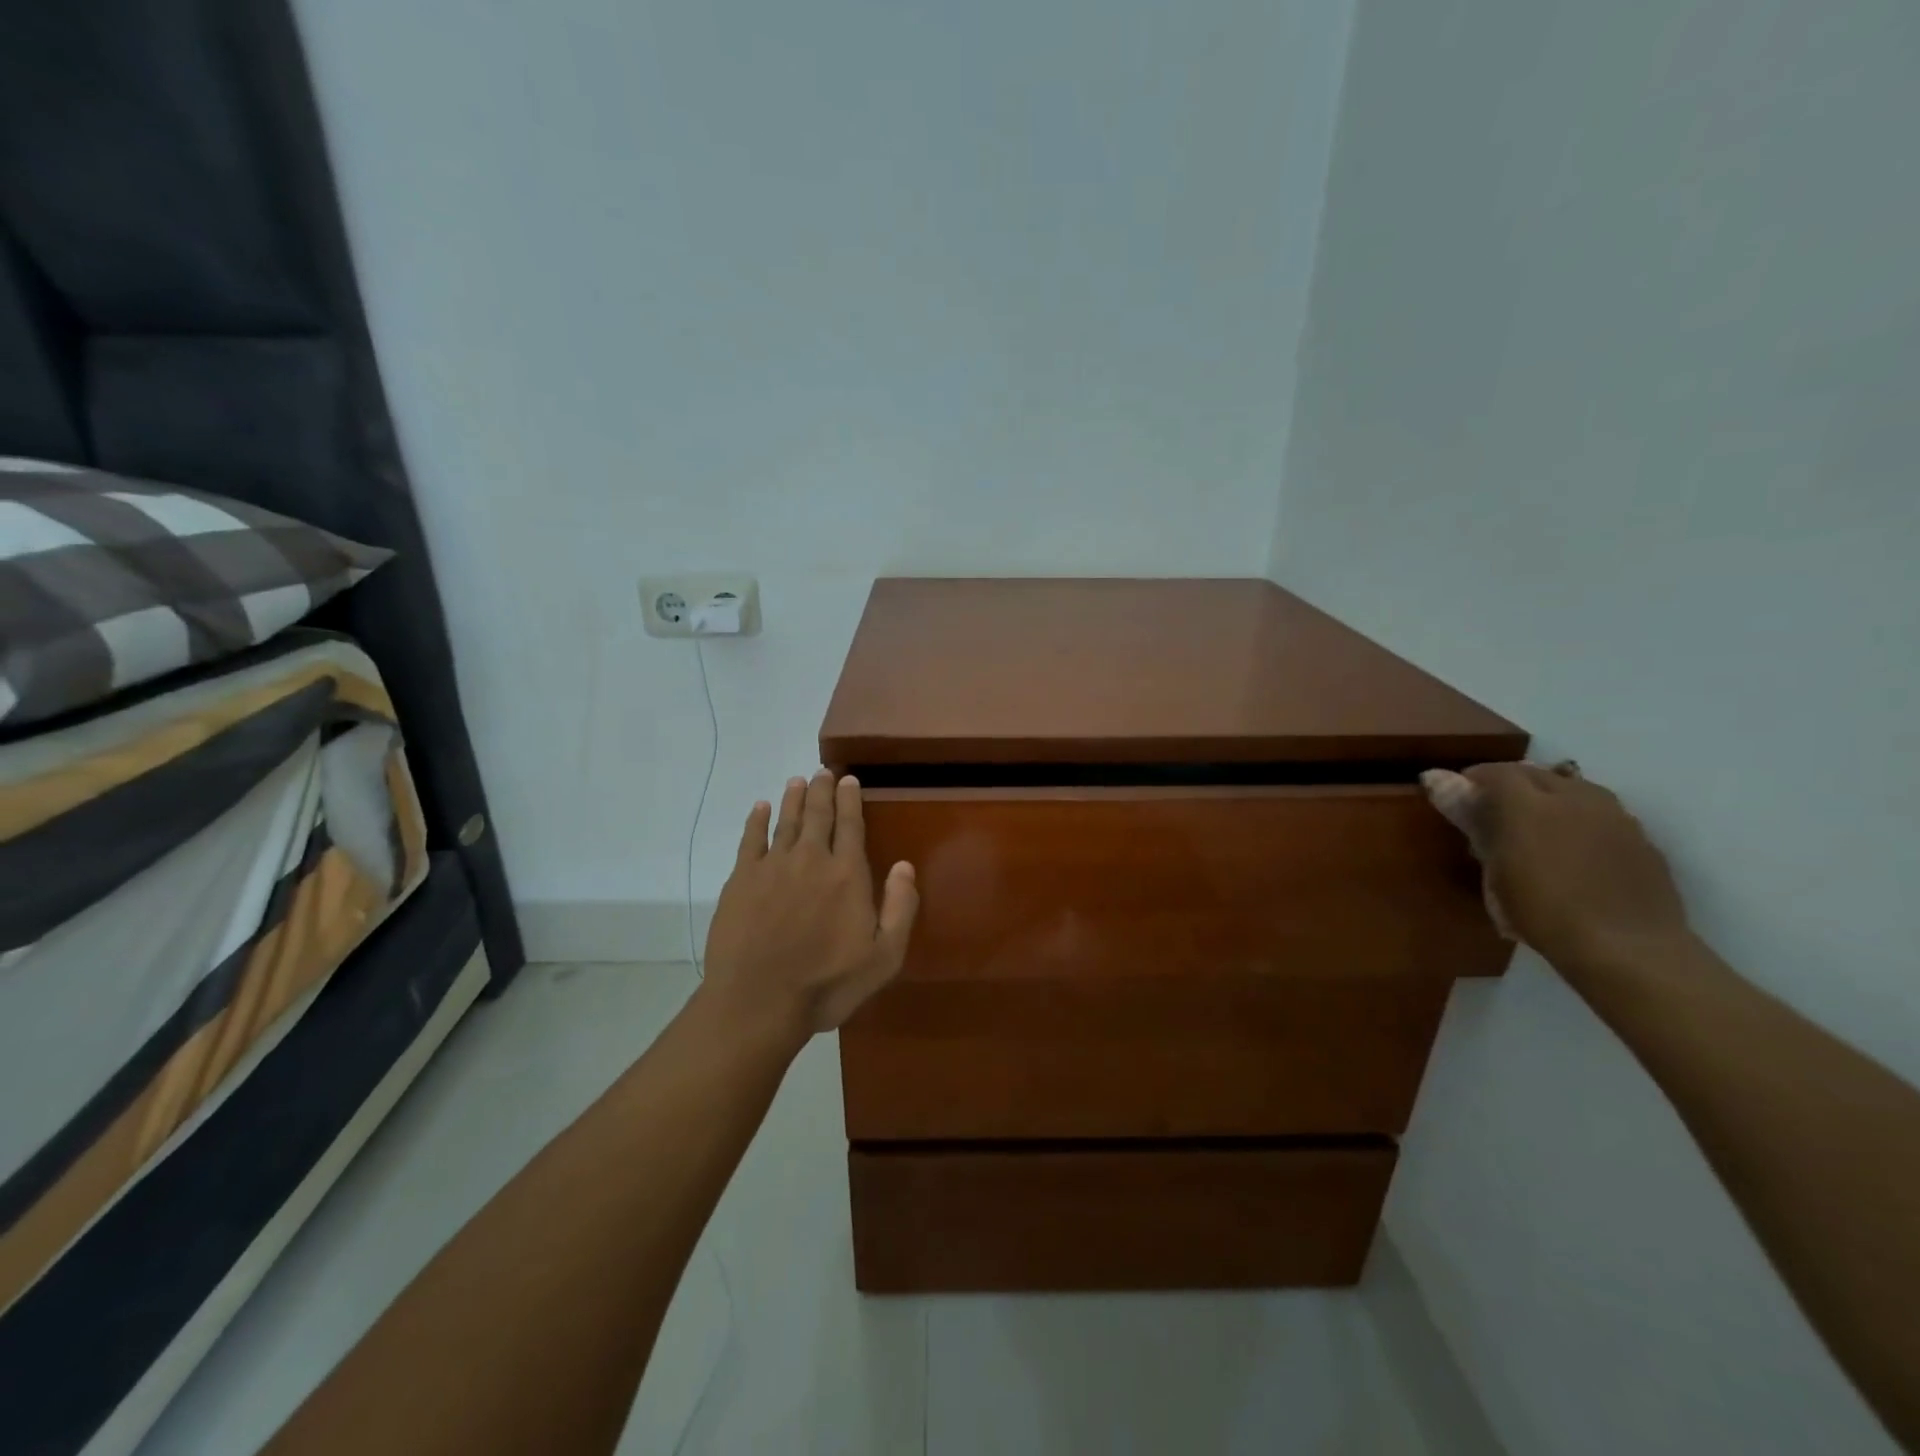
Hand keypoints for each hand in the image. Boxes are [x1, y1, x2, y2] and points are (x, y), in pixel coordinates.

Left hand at [699, 770, 918, 1048]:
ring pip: (786, 821)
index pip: (851, 825)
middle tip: (824, 771)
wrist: (758, 1002)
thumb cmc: (827, 984)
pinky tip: (761, 807)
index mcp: (847, 874)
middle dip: (822, 790)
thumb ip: (900, 908)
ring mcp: (772, 866)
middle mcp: (811, 859)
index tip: (849, 779)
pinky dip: (756, 820)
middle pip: (818, 815)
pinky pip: (750, 839)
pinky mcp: (741, 879)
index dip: (850, 800)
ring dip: (794, 798)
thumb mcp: (883, 957)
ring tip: (798, 780)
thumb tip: (905, 865)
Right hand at [1423, 762, 1689, 969]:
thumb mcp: (1493, 869)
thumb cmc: (1543, 912)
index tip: (1459, 796)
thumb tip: (1435, 778)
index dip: (1474, 780)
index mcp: (1530, 804)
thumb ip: (1471, 820)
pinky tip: (1574, 850)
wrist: (1628, 950)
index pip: (1496, 772)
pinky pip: (1602, 814)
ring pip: (1574, 788)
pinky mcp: (1642, 839)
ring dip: (1549, 797)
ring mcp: (1615, 816)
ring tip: (1535, 826)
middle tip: (1492, 811)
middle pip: (1536, 773)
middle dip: (1511, 784)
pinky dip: (1580, 819)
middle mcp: (1575, 798)